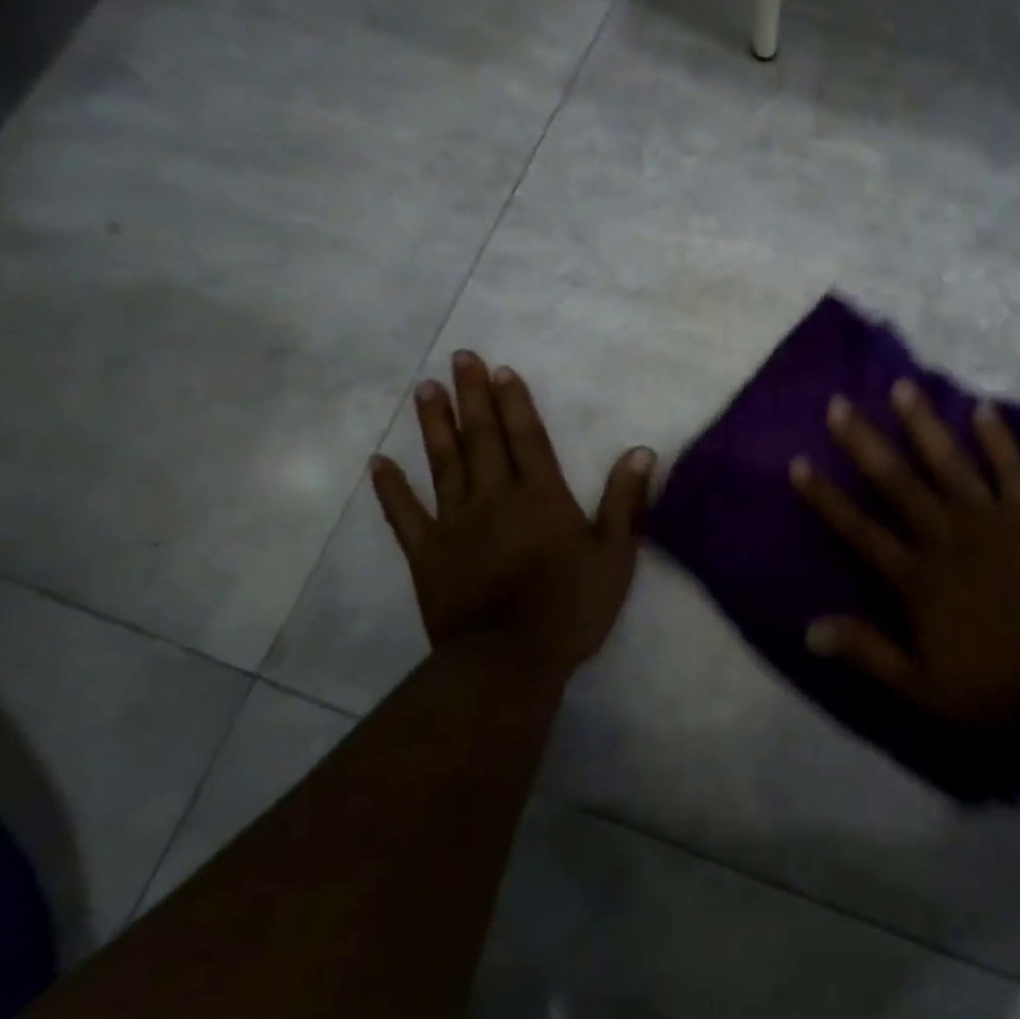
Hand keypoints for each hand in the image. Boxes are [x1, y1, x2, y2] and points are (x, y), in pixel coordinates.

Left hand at [371, 352, 653, 682]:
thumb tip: (640, 451)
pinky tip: (379, 463)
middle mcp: (495, 498)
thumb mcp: (615, 555)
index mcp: (541, 497)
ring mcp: (455, 524)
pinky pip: (404, 514)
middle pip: (482, 439)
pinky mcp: (427, 553)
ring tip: (425, 389)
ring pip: (443, 464)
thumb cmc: (570, 607)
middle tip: (460, 358)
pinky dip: (390, 488)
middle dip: (473, 397)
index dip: (515, 403)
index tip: (501, 370)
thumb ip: (625, 501)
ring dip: (435, 425)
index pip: (527, 438)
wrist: (508, 661)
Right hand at [791, 380, 1019, 729]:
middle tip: (841, 404)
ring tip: (903, 387)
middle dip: (865, 442)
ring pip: (949, 464)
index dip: (826, 497)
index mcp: (917, 578)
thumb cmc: (998, 689)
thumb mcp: (921, 688)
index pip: (859, 530)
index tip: (799, 463)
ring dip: (923, 425)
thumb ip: (867, 652)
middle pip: (897, 482)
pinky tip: (983, 407)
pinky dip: (998, 438)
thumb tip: (809, 628)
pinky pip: (1013, 469)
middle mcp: (946, 537)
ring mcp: (993, 522)